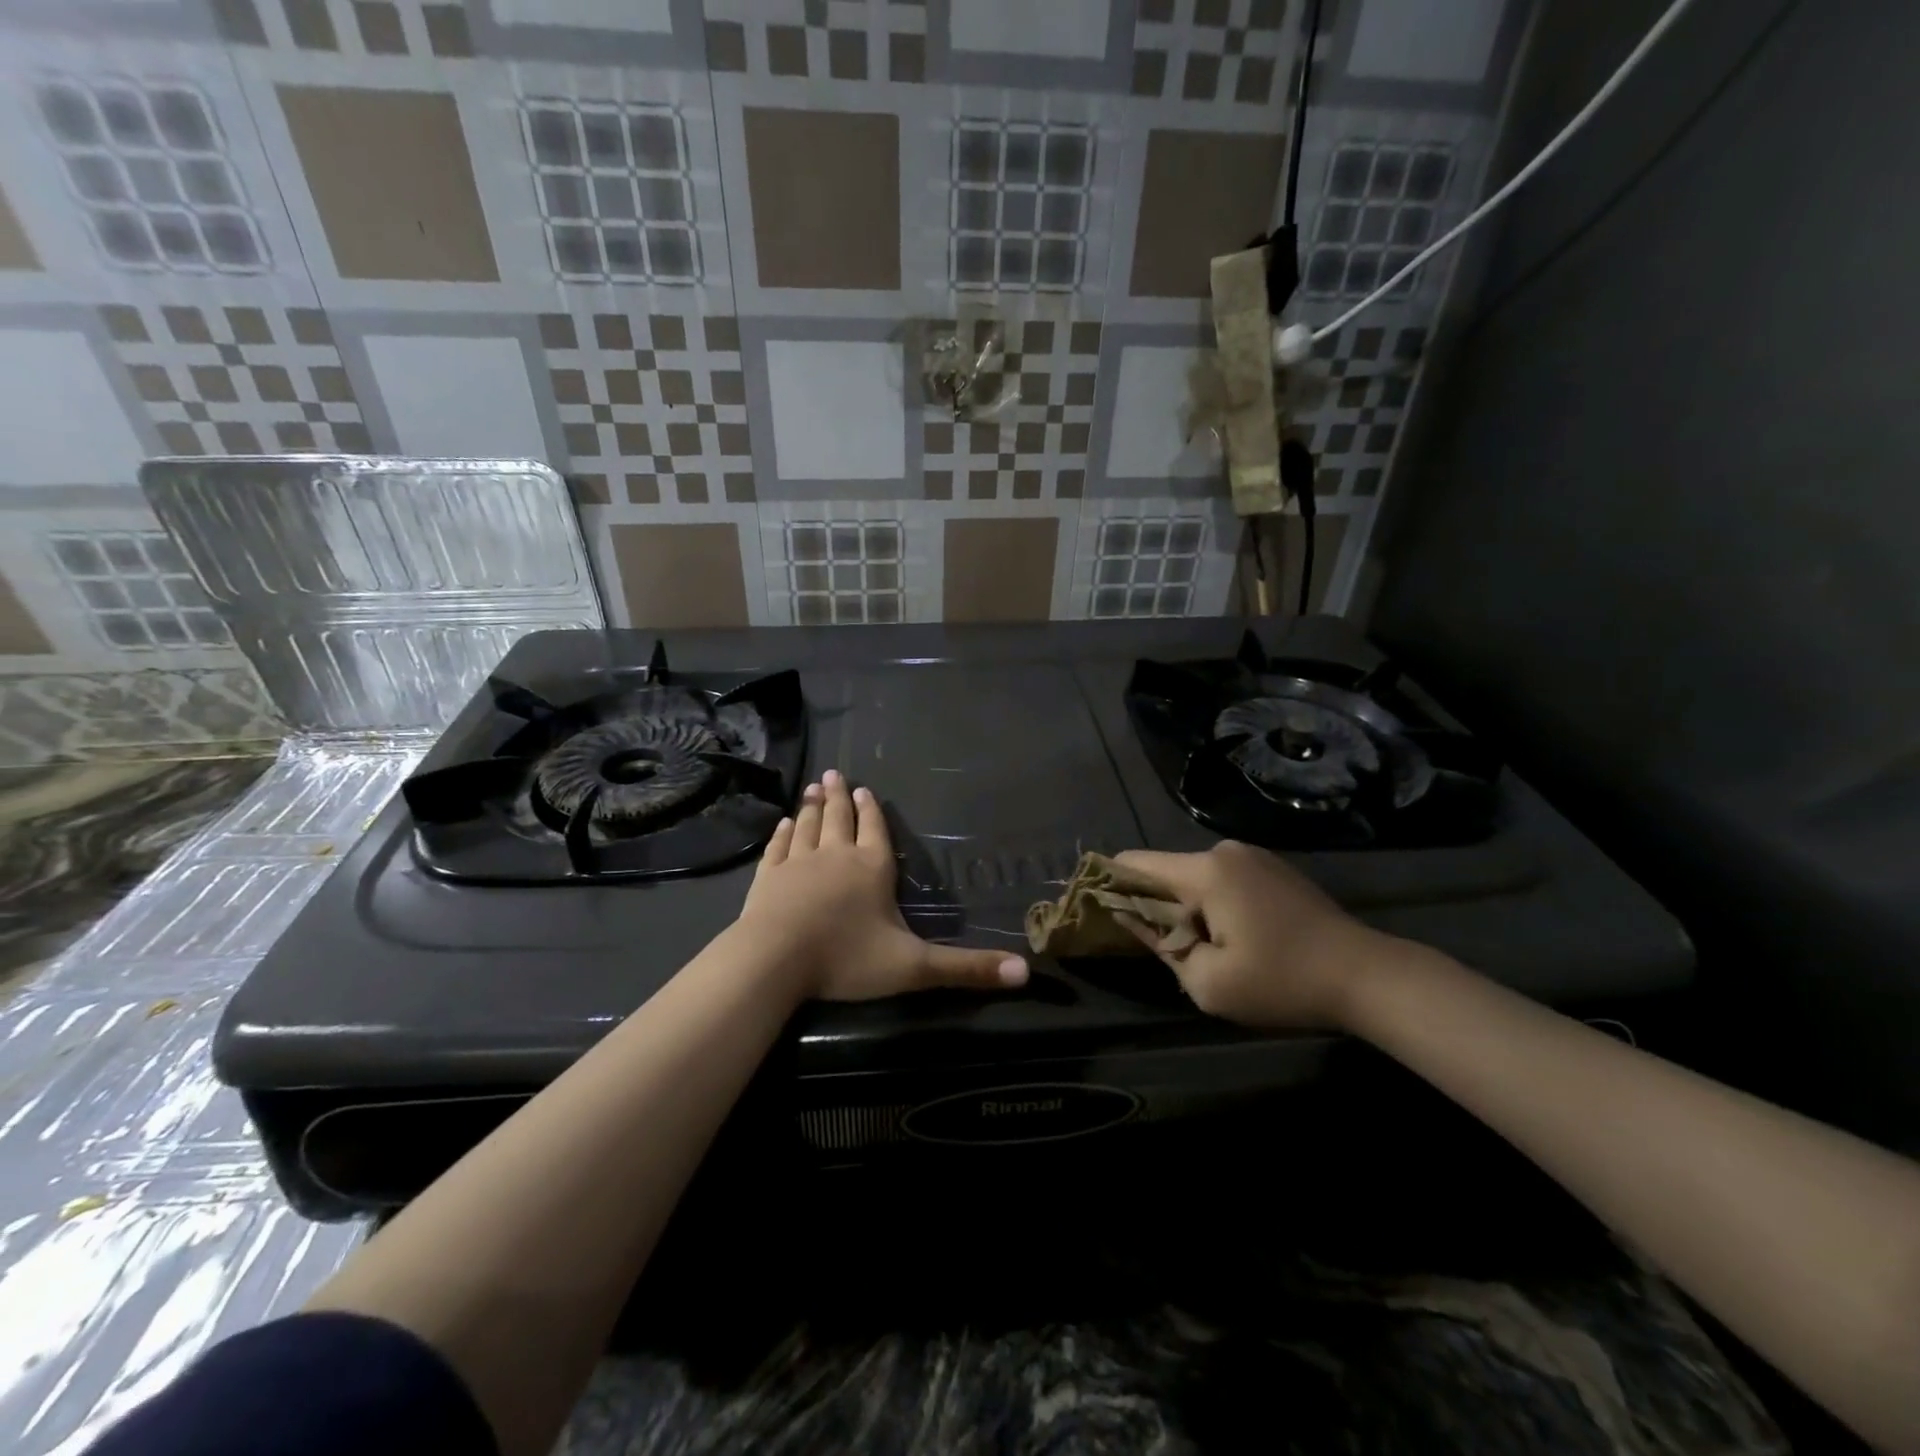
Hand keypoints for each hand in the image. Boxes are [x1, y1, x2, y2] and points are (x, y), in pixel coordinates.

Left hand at [736, 770, 1028, 1001]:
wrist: (775, 961)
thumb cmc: (847, 959)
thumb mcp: (915, 968)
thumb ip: (967, 969)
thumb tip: (1026, 973)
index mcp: (872, 868)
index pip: (875, 831)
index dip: (872, 811)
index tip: (863, 790)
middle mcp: (836, 856)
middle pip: (839, 819)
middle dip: (839, 797)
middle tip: (834, 774)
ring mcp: (798, 863)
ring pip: (807, 826)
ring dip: (811, 807)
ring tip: (813, 788)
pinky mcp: (768, 877)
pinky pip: (778, 847)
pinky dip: (782, 833)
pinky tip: (782, 824)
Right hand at [1113, 841, 1391, 1029]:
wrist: (1368, 976)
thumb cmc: (1282, 982)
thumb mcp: (1208, 983)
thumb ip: (1161, 946)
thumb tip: (1129, 918)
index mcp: (1205, 871)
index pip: (1135, 863)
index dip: (1110, 884)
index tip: (1098, 911)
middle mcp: (1224, 851)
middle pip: (1165, 870)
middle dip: (1152, 904)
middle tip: (1155, 945)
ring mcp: (1253, 856)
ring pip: (1194, 877)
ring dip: (1186, 907)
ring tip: (1200, 947)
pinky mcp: (1273, 869)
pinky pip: (1223, 880)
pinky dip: (1213, 903)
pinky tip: (1232, 937)